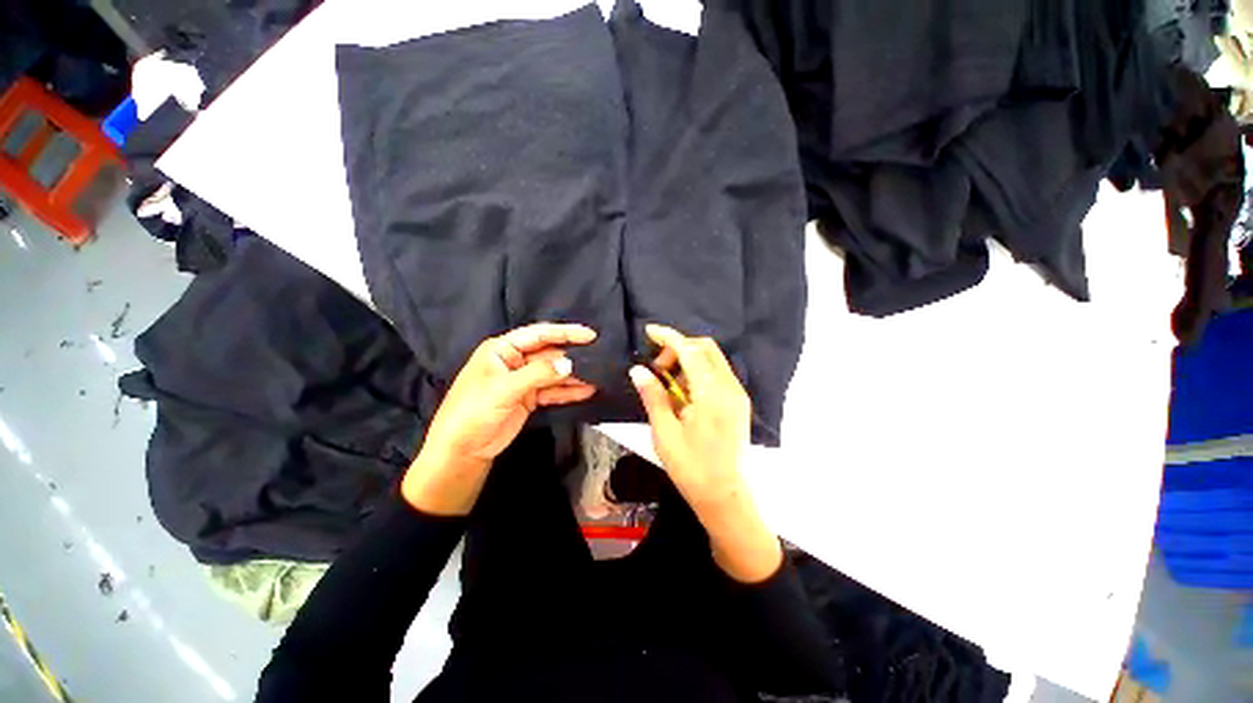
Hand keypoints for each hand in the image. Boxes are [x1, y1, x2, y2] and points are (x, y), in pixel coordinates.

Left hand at [402, 323, 597, 515]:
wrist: (462, 451)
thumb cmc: (473, 412)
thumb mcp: (504, 389)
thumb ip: (538, 374)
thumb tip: (570, 364)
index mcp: (502, 350)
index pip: (538, 335)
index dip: (564, 333)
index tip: (589, 335)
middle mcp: (514, 361)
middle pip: (549, 354)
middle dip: (573, 356)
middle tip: (599, 356)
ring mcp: (523, 381)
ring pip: (554, 373)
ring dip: (574, 375)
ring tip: (598, 375)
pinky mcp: (529, 398)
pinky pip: (553, 391)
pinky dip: (569, 392)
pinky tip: (587, 391)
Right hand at [629, 324, 780, 582]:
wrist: (724, 496)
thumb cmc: (691, 468)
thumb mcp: (665, 432)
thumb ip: (653, 396)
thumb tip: (638, 370)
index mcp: (712, 394)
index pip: (690, 351)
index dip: (669, 337)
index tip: (650, 331)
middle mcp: (730, 388)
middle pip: (705, 348)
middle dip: (679, 348)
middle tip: (658, 368)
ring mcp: (738, 394)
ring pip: (713, 359)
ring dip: (688, 360)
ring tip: (669, 384)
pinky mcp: (739, 402)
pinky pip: (718, 373)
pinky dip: (699, 372)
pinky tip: (684, 393)